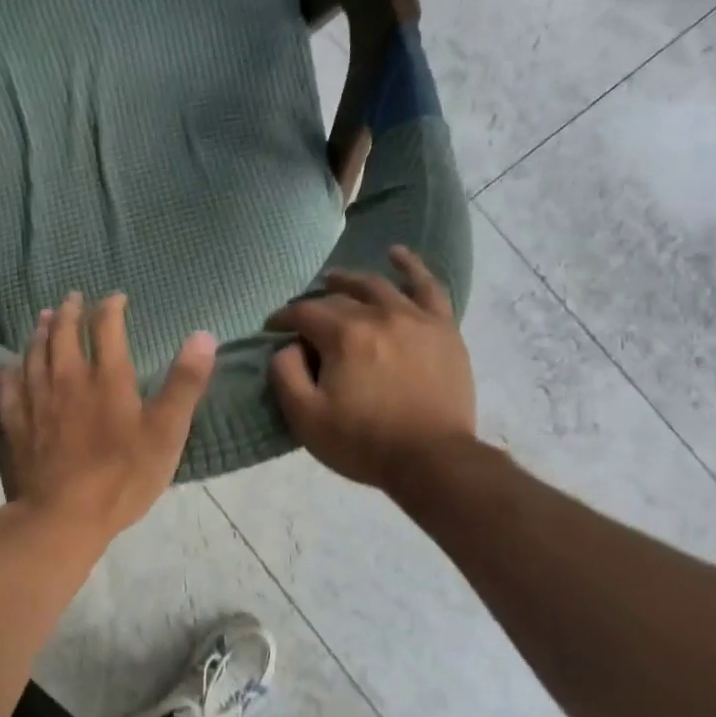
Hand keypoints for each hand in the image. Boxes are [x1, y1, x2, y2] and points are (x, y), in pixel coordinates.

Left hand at [0, 293, 216, 541]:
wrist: (61, 517)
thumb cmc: (121, 477)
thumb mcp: (167, 432)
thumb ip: (185, 383)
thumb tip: (203, 335)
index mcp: (106, 377)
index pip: (106, 327)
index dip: (111, 307)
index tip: (116, 298)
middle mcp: (66, 377)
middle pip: (64, 333)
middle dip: (71, 311)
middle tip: (73, 298)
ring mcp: (35, 398)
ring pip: (34, 352)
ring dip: (40, 331)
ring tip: (44, 318)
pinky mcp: (13, 422)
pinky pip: (8, 386)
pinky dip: (11, 369)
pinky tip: (10, 365)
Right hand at [266, 246, 475, 492]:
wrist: (433, 461)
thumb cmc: (363, 442)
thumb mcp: (305, 417)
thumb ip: (284, 374)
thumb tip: (286, 346)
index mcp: (343, 335)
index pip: (303, 313)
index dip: (282, 319)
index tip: (272, 330)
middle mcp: (379, 315)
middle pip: (338, 299)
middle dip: (313, 305)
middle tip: (302, 319)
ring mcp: (415, 318)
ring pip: (377, 286)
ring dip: (351, 281)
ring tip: (335, 281)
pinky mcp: (442, 329)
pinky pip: (428, 287)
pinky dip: (411, 267)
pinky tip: (397, 255)